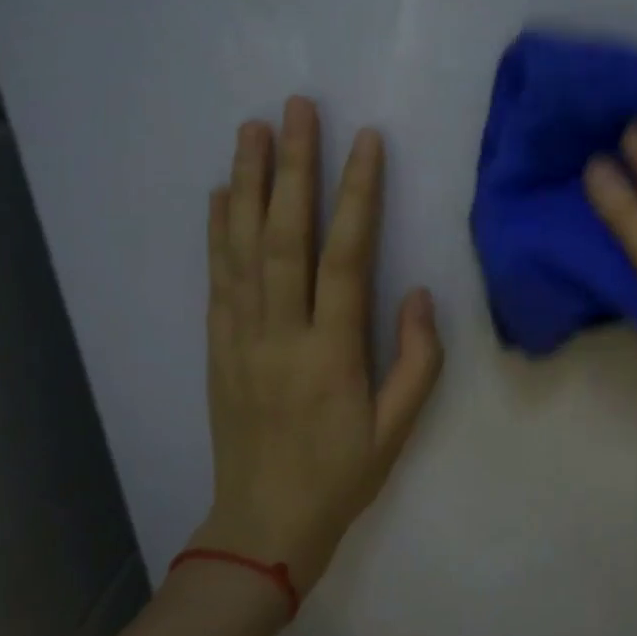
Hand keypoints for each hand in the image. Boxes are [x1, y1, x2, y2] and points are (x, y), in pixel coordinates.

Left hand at [193, 98, 442, 592]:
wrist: (263, 526)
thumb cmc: (341, 477)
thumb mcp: (398, 429)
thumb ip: (416, 359)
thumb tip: (419, 292)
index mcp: (331, 353)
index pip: (345, 257)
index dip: (356, 195)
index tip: (365, 141)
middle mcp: (280, 334)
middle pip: (285, 237)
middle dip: (293, 167)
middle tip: (296, 109)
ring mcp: (241, 338)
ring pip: (242, 249)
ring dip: (248, 184)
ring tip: (252, 130)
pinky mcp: (218, 348)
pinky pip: (217, 279)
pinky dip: (217, 231)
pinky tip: (223, 193)